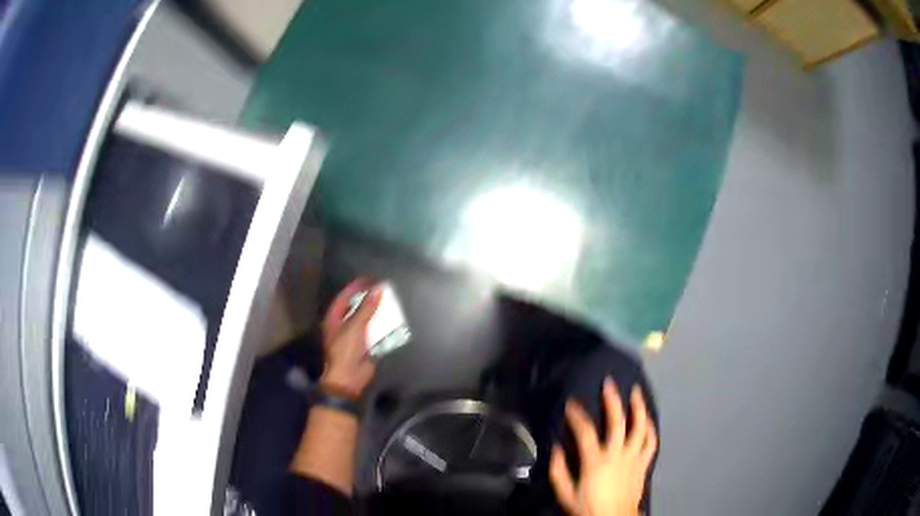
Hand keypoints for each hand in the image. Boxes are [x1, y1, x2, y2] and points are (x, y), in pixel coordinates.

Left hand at [319, 278, 380, 400]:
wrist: (349, 377)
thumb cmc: (346, 350)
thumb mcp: (355, 326)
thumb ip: (366, 308)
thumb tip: (378, 289)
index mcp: (334, 319)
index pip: (343, 298)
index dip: (355, 287)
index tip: (368, 279)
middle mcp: (342, 325)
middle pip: (354, 307)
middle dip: (367, 298)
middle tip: (380, 288)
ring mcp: (353, 335)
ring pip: (365, 318)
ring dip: (375, 311)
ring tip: (388, 300)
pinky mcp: (364, 345)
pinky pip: (373, 331)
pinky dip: (381, 325)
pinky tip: (391, 319)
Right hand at [550, 379, 657, 515]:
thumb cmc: (589, 507)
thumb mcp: (565, 493)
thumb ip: (558, 470)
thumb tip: (556, 448)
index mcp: (596, 461)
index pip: (585, 431)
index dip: (577, 415)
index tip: (571, 403)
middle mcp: (617, 454)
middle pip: (618, 422)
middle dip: (612, 400)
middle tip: (609, 383)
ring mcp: (634, 458)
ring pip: (640, 427)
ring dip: (639, 408)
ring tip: (636, 392)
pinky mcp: (643, 464)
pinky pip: (651, 443)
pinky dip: (651, 429)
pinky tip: (648, 420)